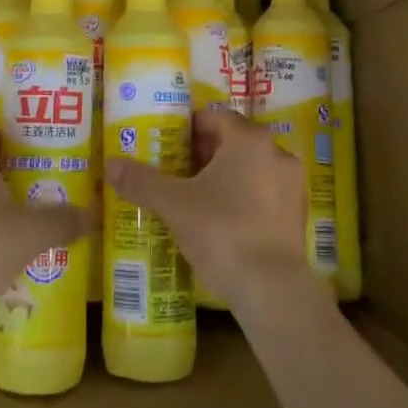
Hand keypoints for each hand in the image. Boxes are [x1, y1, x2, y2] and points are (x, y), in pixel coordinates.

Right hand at [107, 107, 323, 316]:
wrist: (272, 289)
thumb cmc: (221, 231)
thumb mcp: (174, 204)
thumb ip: (142, 181)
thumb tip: (110, 164)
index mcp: (249, 139)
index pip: (215, 117)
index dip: (188, 129)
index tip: (166, 146)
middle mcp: (276, 152)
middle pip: (233, 141)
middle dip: (204, 153)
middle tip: (174, 172)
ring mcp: (292, 184)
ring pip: (250, 168)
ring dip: (224, 177)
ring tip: (195, 198)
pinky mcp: (298, 215)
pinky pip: (264, 193)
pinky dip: (243, 198)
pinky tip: (221, 221)